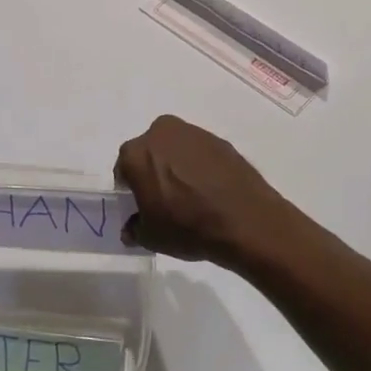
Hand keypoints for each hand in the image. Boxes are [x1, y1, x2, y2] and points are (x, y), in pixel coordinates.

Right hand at [114, 115, 292, 267]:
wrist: (245, 221)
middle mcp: (161, 133)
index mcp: (136, 153)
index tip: (140, 204)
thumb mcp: (152, 237)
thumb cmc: (188, 227)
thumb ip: (135, 229)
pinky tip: (211, 190)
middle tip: (165, 197)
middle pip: (149, 152)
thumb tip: (132, 228)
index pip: (124, 169)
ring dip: (177, 165)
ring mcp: (193, 133)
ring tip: (191, 194)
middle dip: (153, 170)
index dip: (130, 188)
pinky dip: (201, 166)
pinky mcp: (220, 140)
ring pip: (175, 148)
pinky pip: (200, 153)